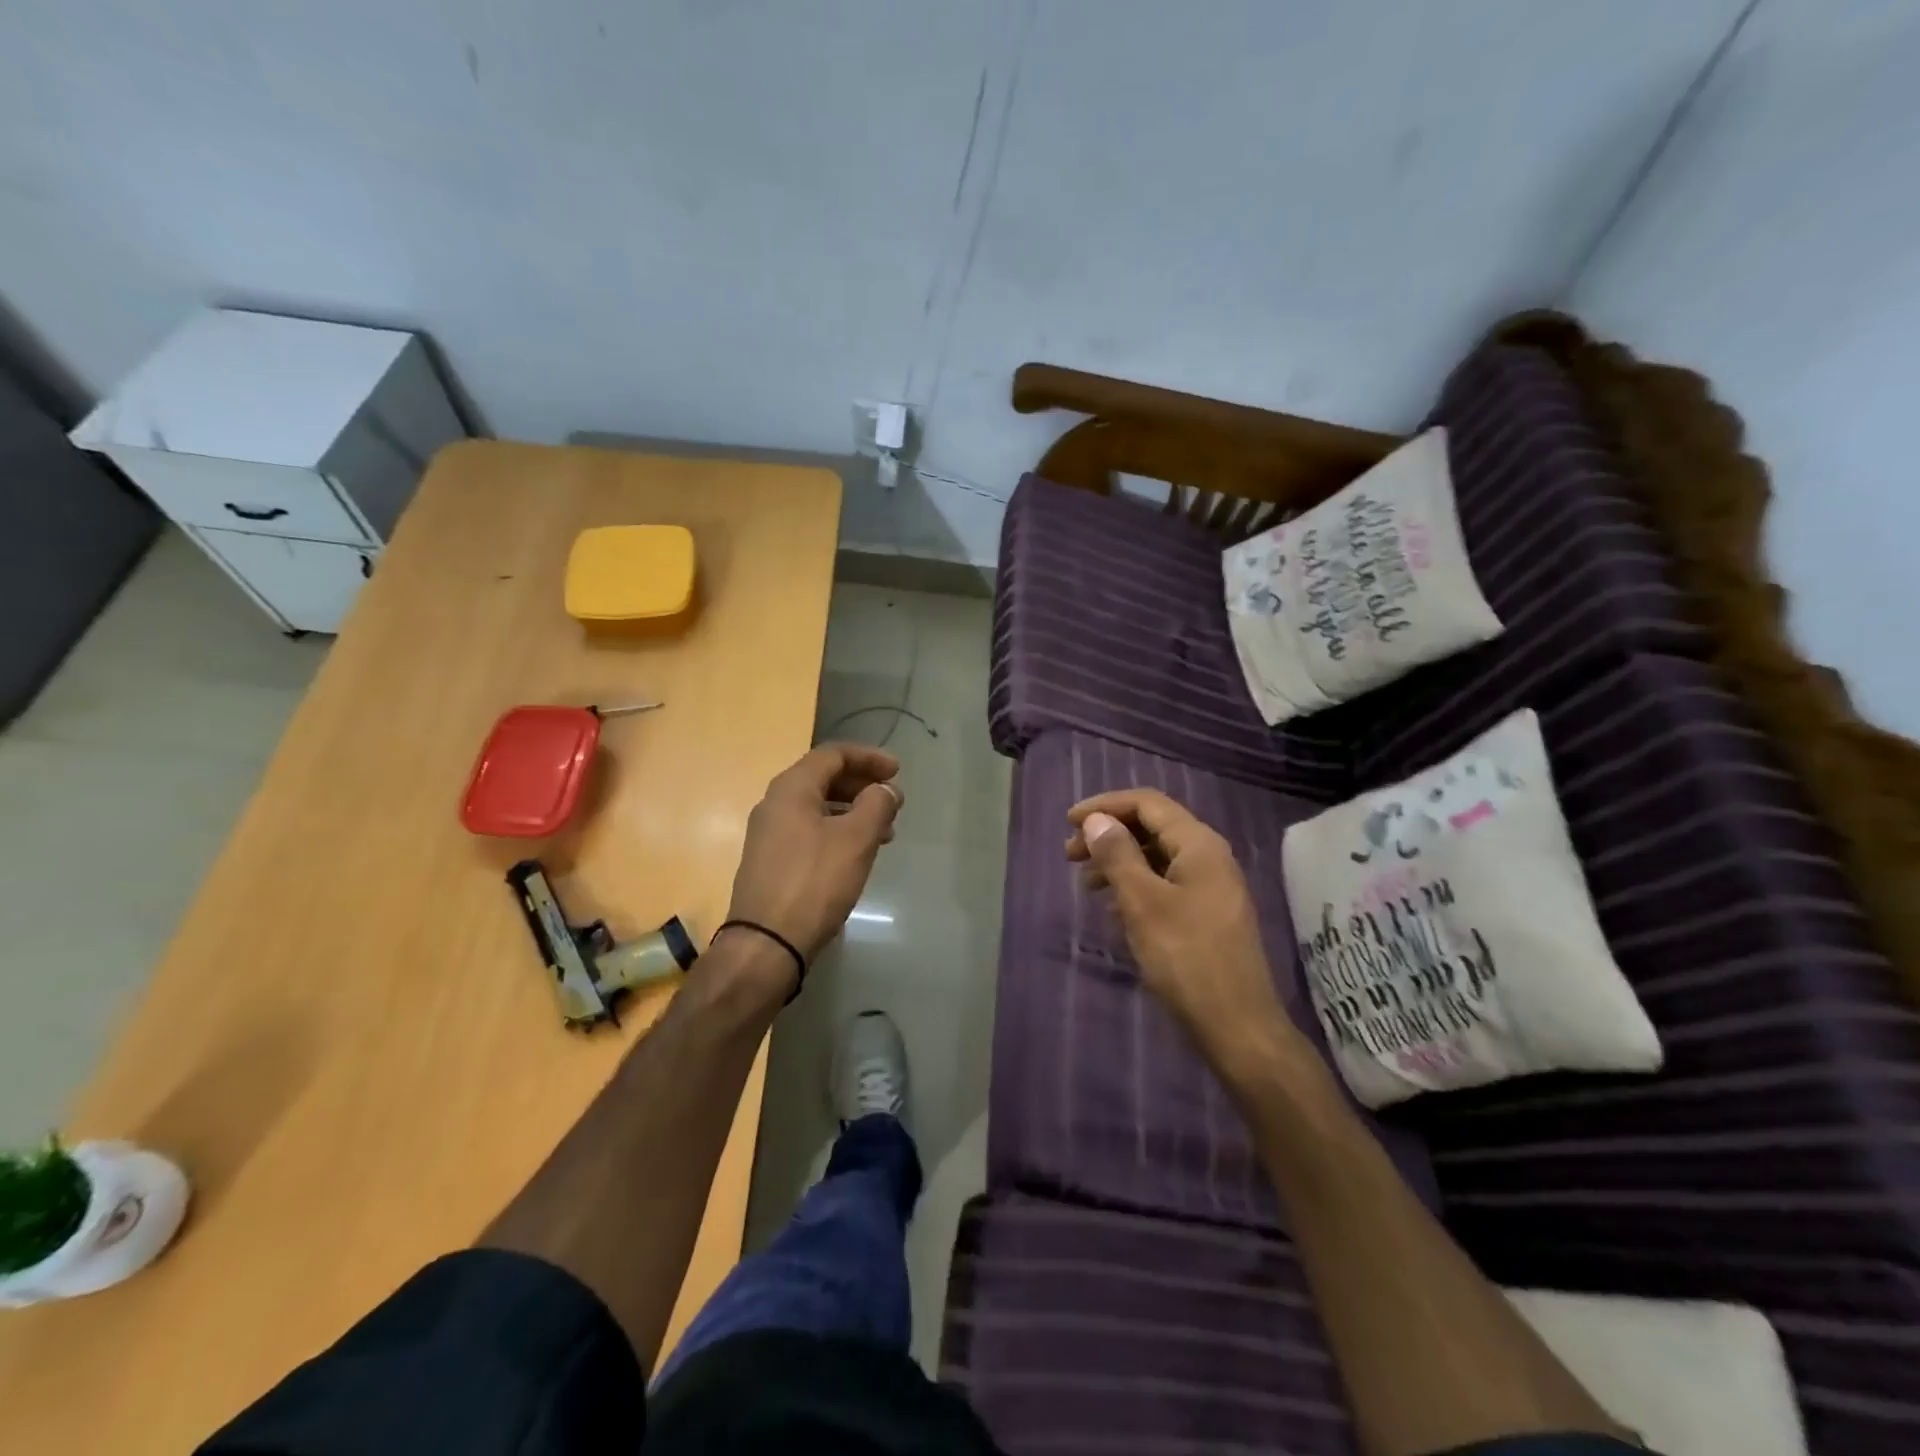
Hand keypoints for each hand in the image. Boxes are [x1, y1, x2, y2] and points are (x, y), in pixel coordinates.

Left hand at [724, 743, 903, 983]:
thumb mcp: (856, 839)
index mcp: (791, 788)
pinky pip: (810, 831)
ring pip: (818, 807)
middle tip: (893, 801)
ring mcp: (769, 834)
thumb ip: (877, 804)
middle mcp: (775, 803)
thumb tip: (885, 789)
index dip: (869, 757)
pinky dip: (838, 831)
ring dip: (854, 811)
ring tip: (885, 831)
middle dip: (863, 785)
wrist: (766, 942)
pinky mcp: (772, 861)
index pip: (833, 754)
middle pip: (824, 778)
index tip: (898, 771)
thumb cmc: (815, 882)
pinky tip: (857, 853)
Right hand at [1067, 788, 1309, 1083]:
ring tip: (1086, 884)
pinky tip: (1114, 907)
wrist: (1237, 1026)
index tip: (1067, 823)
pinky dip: (1135, 885)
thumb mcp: (1142, 902)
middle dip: (1109, 834)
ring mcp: (1212, 887)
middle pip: (1152, 827)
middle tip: (1069, 855)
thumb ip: (1118, 855)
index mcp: (1199, 845)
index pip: (1147, 803)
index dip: (1105, 806)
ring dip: (1119, 861)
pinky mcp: (1207, 915)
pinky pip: (1165, 883)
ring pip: (1157, 857)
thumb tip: (1096, 821)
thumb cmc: (1186, 958)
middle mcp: (1210, 857)